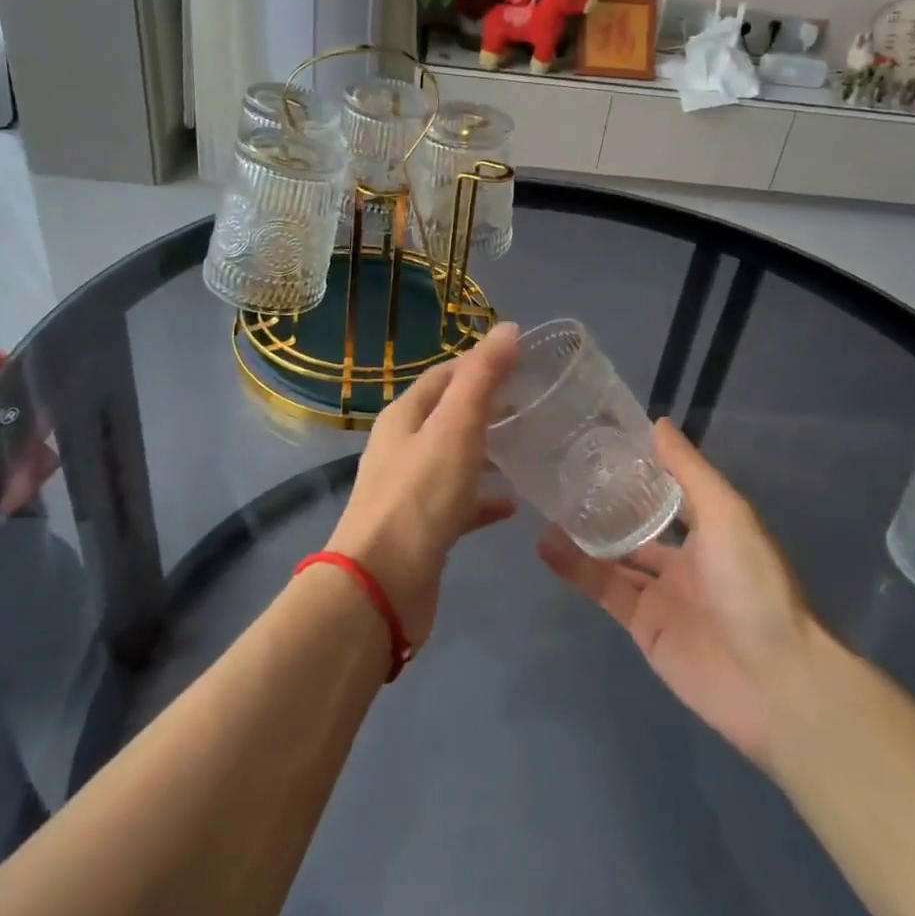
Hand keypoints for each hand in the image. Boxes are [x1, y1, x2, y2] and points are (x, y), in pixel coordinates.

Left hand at [324, 321, 520, 647]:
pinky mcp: (424, 528)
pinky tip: (514, 505)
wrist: (381, 586)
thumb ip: (482, 378)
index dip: (480, 363)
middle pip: (449, 415)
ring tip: (531, 448)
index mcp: (405, 416)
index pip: (444, 375)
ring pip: (456, 458)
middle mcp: (403, 447)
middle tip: (534, 405)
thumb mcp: (455, 428)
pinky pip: (460, 502)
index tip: (523, 362)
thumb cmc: (420, 497)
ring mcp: (411, 489)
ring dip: (488, 450)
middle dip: (488, 406)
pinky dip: (485, 498)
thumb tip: (508, 329)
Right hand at [539, 419, 821, 768]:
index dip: (637, 471)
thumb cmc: (752, 584)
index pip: (667, 491)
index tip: (597, 443)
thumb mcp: (725, 513)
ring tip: (542, 507)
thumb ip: (688, 470)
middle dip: (603, 504)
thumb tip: (657, 423)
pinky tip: (547, 547)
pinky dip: (576, 570)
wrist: (772, 681)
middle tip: (558, 475)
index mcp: (710, 528)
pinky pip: (604, 590)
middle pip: (636, 525)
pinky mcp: (642, 626)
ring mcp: (662, 594)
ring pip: (613, 557)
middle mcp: (685, 558)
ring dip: (581, 536)